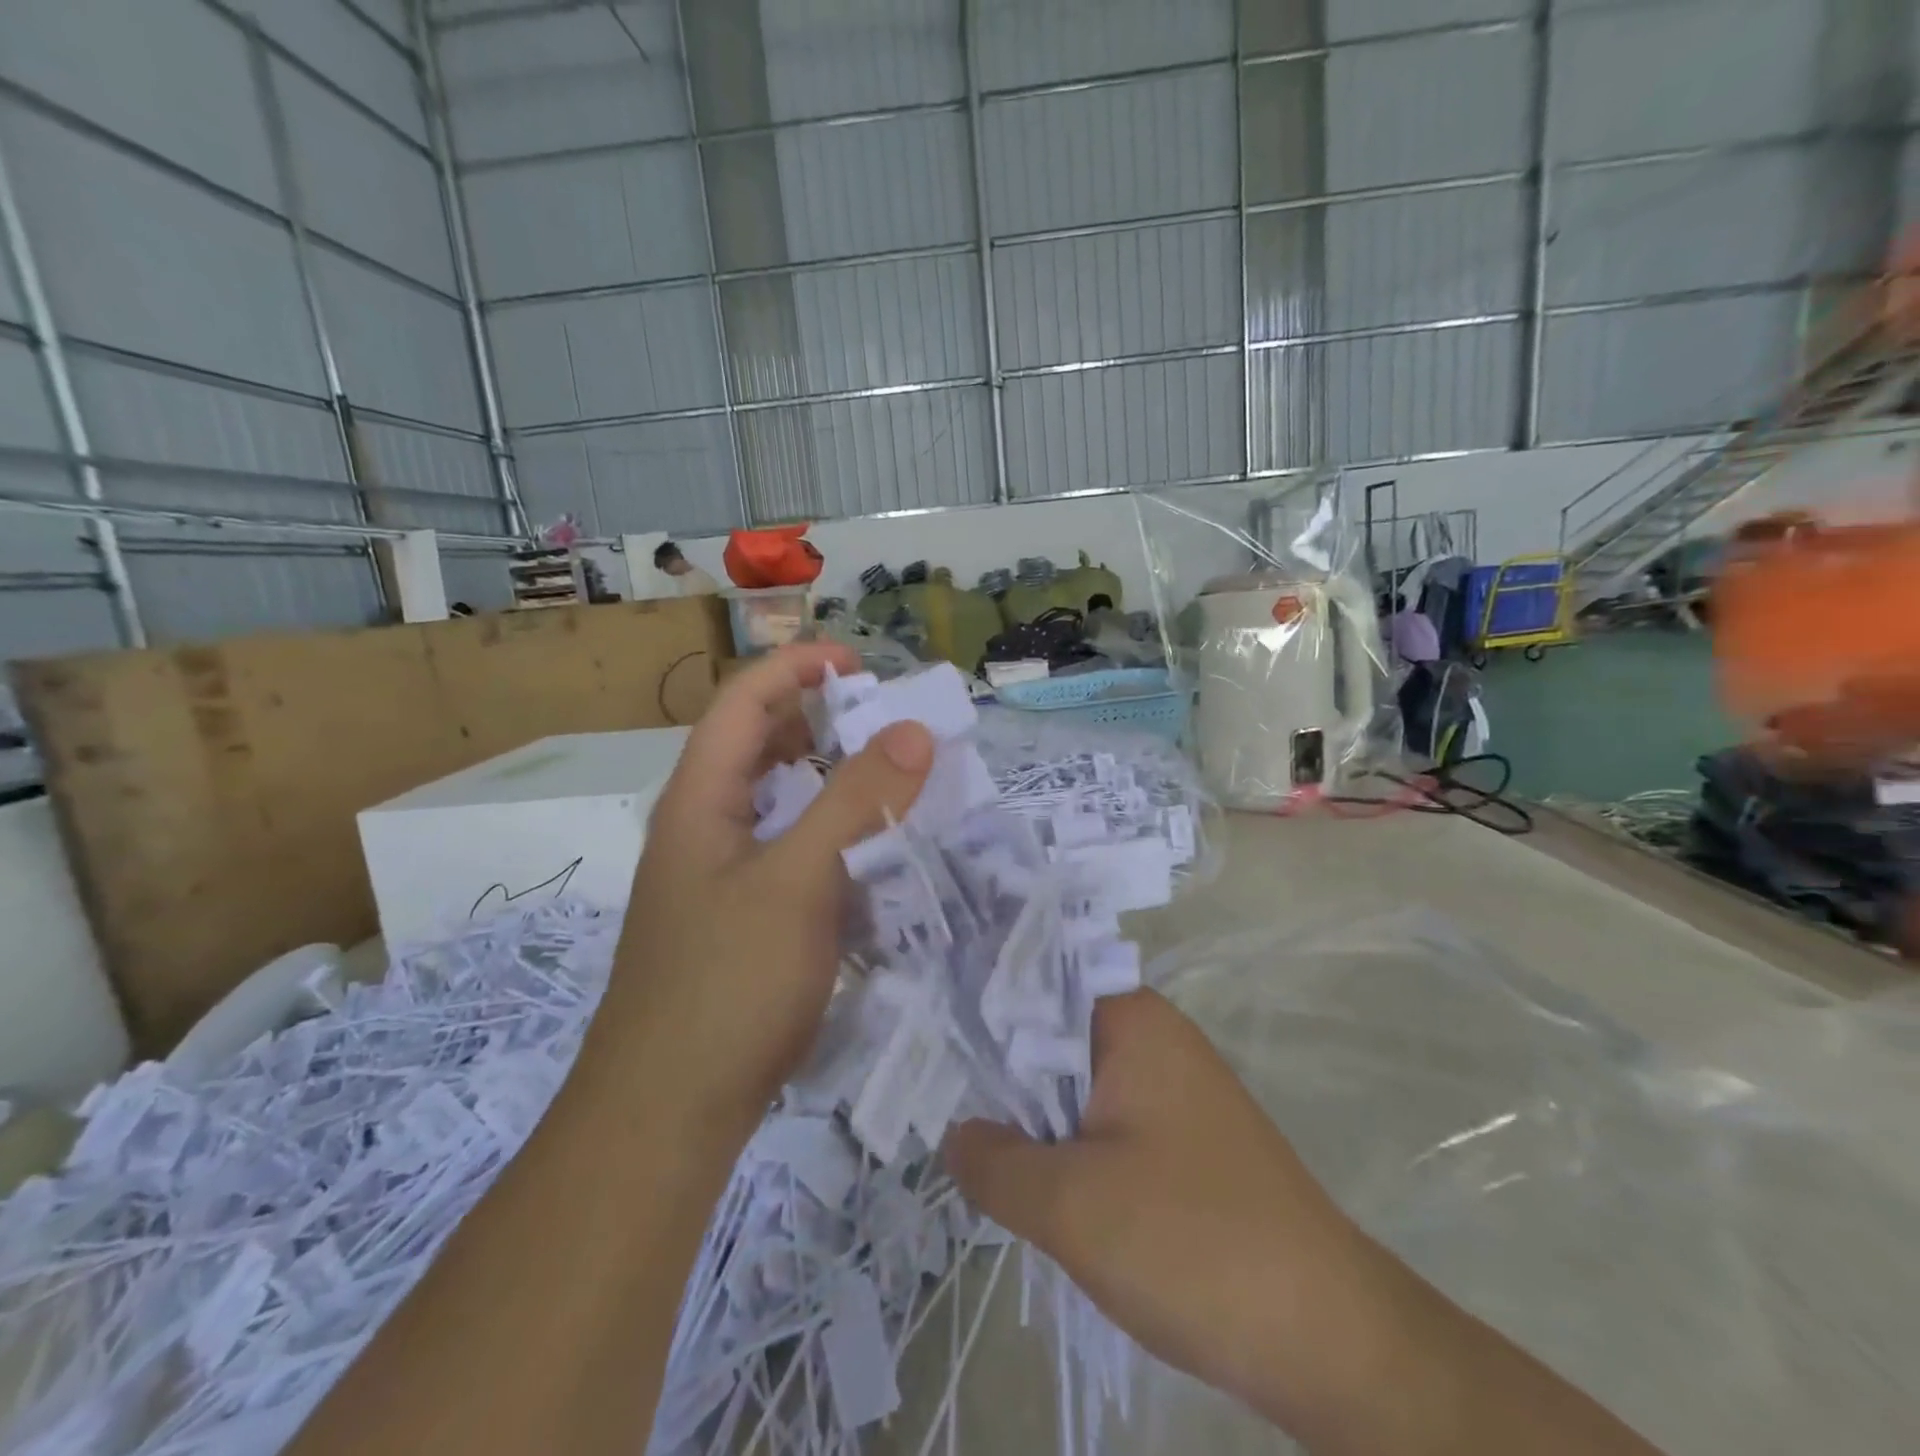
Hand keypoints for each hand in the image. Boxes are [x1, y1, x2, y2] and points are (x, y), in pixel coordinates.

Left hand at [594, 643, 933, 1133]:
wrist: (667, 1114)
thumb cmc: (728, 985)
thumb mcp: (800, 881)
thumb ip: (857, 801)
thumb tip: (913, 729)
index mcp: (700, 799)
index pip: (744, 701)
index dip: (797, 667)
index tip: (861, 664)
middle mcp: (703, 827)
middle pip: (759, 747)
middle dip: (820, 721)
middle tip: (885, 725)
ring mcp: (719, 877)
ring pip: (778, 804)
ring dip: (829, 782)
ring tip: (888, 783)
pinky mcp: (740, 920)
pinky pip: (790, 854)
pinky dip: (830, 838)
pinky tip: (869, 859)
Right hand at [944, 990, 1385, 1430]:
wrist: (1330, 1338)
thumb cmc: (1190, 1242)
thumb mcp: (1067, 1204)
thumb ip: (993, 1161)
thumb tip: (955, 1134)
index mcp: (1131, 1021)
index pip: (1034, 985)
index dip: (977, 1004)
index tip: (925, 1029)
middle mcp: (1155, 1038)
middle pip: (1052, 1034)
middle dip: (998, 1069)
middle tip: (931, 1090)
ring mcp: (1174, 1090)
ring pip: (1076, 1085)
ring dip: (1031, 1114)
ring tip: (970, 1138)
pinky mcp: (1185, 1142)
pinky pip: (1106, 1123)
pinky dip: (1066, 1143)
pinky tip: (1033, 1179)